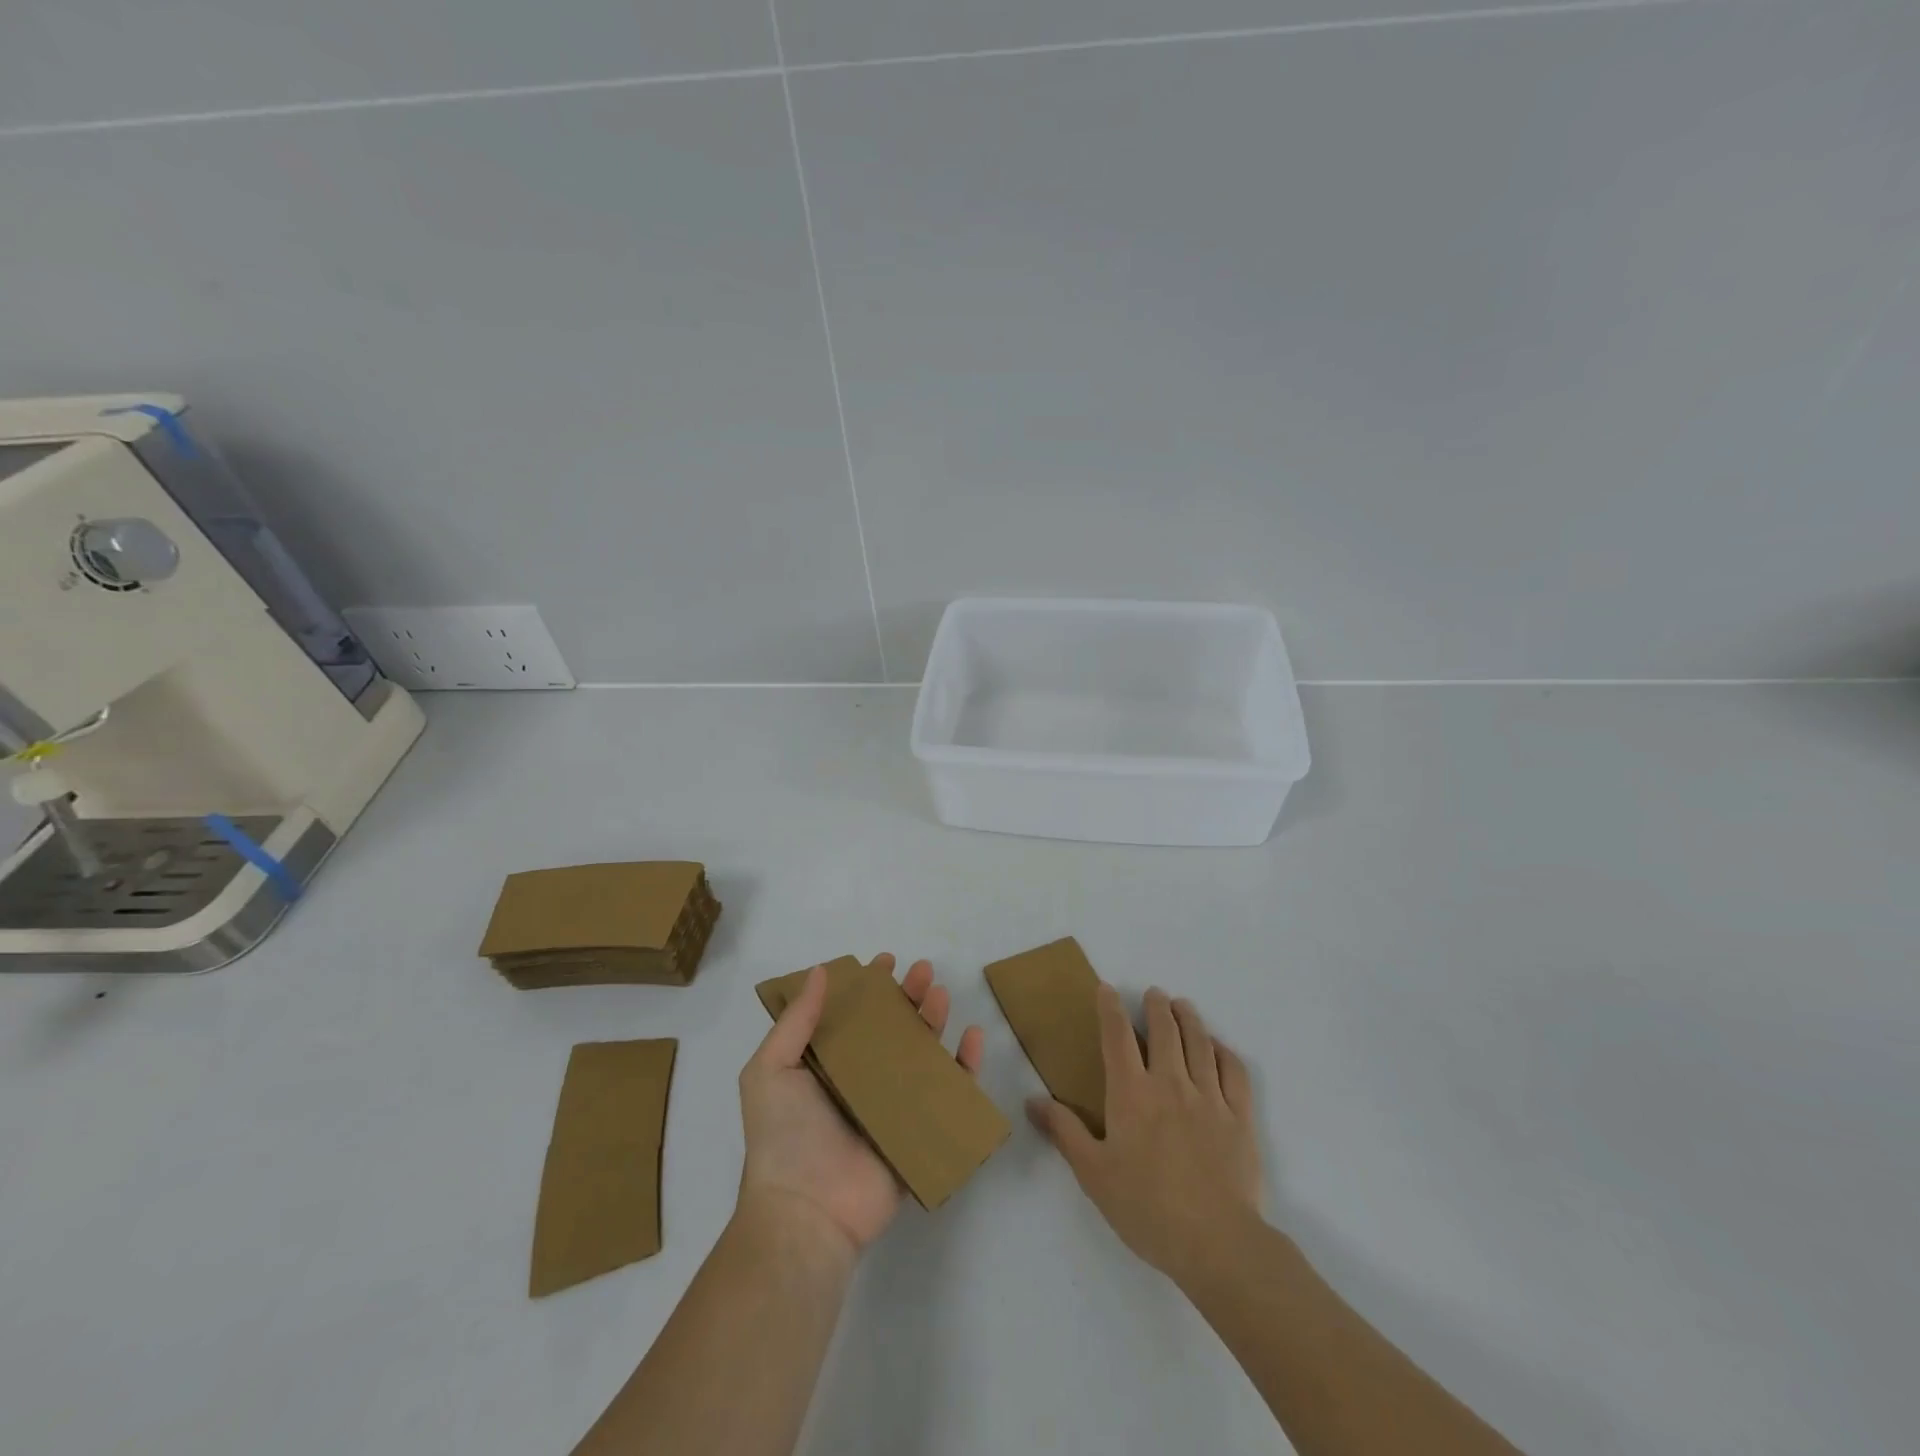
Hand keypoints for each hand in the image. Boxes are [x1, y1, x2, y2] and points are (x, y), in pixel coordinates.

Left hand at [738, 954, 985, 1259]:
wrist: (806, 1213)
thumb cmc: (784, 1137)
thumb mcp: (770, 1070)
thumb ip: (796, 1021)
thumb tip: (822, 971)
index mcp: (826, 1067)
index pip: (852, 1016)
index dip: (868, 987)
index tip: (885, 961)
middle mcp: (861, 1081)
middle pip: (892, 1029)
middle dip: (908, 996)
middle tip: (923, 970)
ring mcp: (893, 1106)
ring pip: (922, 1054)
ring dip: (934, 1020)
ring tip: (941, 993)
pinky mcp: (920, 1132)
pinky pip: (949, 1094)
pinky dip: (965, 1066)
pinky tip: (972, 1037)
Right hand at [1028, 985, 1261, 1284]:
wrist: (1216, 1243)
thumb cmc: (1147, 1208)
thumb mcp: (1093, 1174)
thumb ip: (1064, 1132)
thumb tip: (1033, 1100)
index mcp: (1132, 1094)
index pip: (1117, 1037)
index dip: (1110, 1009)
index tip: (1107, 989)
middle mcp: (1170, 1083)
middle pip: (1165, 1030)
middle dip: (1157, 1006)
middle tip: (1154, 994)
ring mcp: (1209, 1097)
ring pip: (1199, 1043)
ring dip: (1189, 1018)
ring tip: (1183, 1006)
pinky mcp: (1240, 1117)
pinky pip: (1234, 1071)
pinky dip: (1224, 1051)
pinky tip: (1218, 1047)